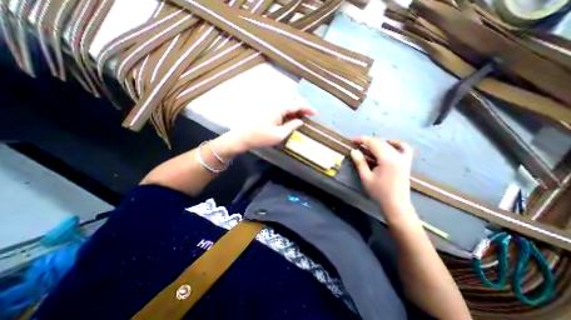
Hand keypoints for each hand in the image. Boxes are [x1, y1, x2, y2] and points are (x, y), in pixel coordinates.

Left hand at [210, 104, 316, 159]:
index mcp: (279, 108)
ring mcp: (270, 105)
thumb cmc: (260, 137)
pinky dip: (288, 110)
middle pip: (292, 99)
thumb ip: (291, 126)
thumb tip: (301, 121)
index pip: (297, 104)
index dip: (307, 108)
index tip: (315, 113)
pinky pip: (281, 106)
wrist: (242, 137)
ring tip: (300, 116)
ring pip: (286, 102)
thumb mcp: (279, 135)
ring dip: (295, 107)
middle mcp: (275, 103)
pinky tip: (289, 117)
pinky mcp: (266, 109)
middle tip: (308, 114)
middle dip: (302, 105)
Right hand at [350, 137, 417, 222]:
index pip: (374, 143)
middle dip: (369, 141)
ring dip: (379, 143)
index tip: (353, 141)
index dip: (363, 140)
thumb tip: (354, 151)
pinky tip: (390, 144)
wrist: (396, 204)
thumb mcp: (366, 177)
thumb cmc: (379, 192)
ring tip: (369, 146)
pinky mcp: (406, 162)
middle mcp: (397, 156)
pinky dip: (397, 144)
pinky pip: (404, 148)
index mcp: (388, 159)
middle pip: (382, 143)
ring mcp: (404, 159)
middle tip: (358, 145)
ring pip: (390, 145)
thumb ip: (360, 162)